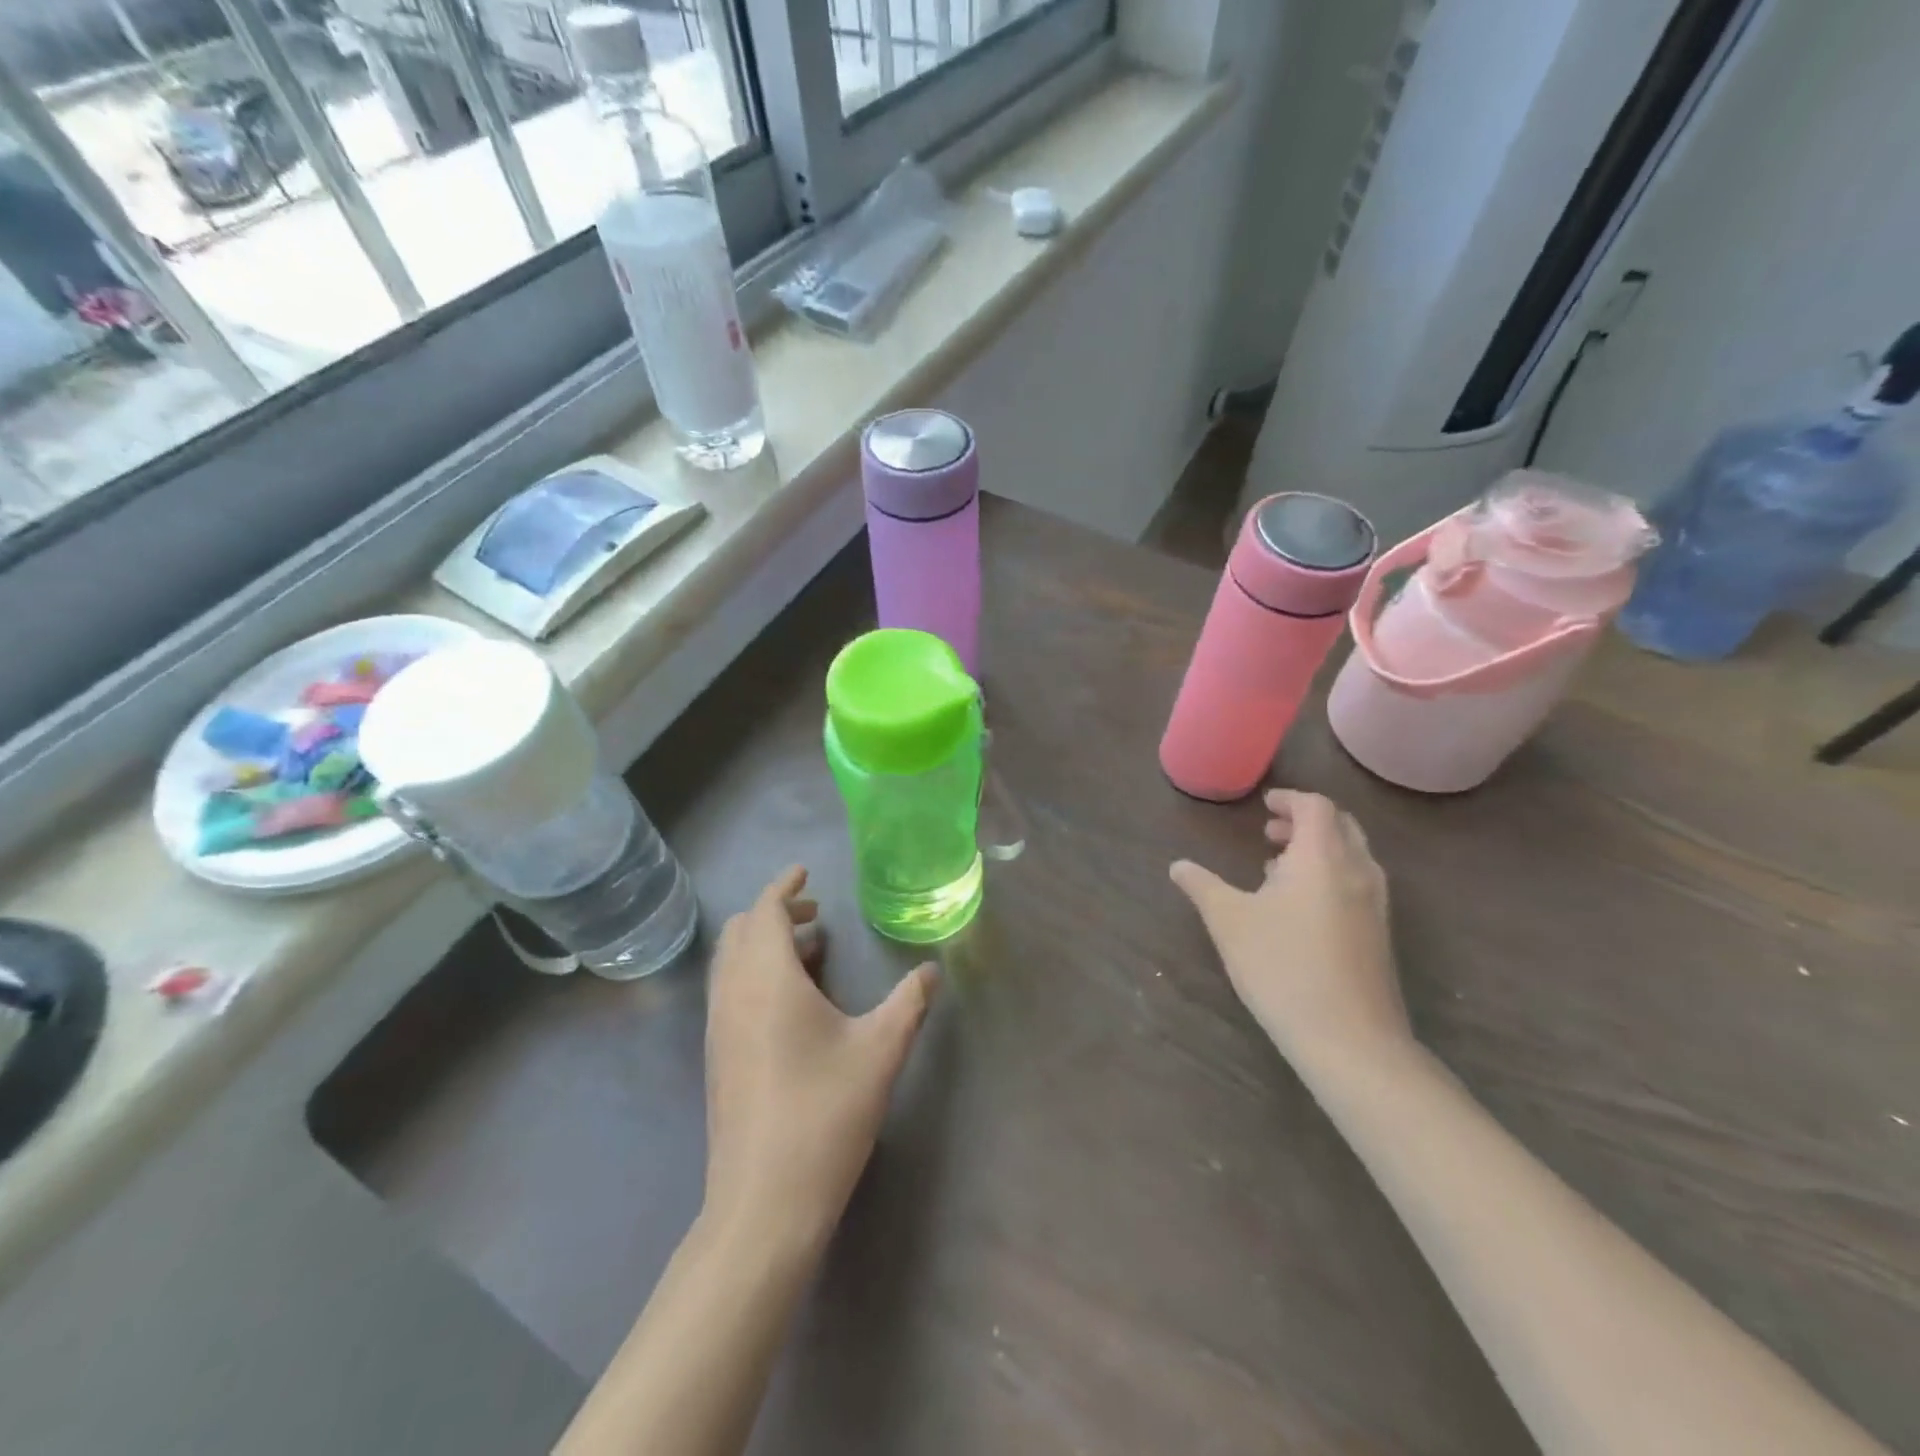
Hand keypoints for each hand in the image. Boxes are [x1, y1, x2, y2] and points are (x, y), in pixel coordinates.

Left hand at [703, 866, 937, 1254]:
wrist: (764, 1203)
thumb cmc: (824, 1114)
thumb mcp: (880, 1051)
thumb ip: (909, 1002)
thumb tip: (933, 968)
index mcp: (767, 980)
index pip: (764, 912)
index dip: (784, 887)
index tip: (805, 872)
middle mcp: (733, 995)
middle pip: (741, 932)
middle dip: (775, 913)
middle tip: (817, 914)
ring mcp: (718, 1028)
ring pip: (731, 962)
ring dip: (764, 944)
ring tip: (812, 951)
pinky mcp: (717, 1058)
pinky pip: (730, 990)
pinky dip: (755, 973)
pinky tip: (794, 1002)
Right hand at [1170, 790, 1410, 1077]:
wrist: (1350, 1040)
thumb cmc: (1283, 967)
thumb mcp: (1229, 922)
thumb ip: (1202, 886)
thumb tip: (1177, 865)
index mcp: (1323, 858)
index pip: (1317, 807)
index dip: (1290, 800)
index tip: (1264, 806)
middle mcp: (1357, 872)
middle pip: (1341, 826)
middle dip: (1305, 821)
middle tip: (1269, 831)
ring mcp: (1375, 905)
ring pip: (1352, 856)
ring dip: (1318, 849)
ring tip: (1277, 867)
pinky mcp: (1379, 934)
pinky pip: (1357, 883)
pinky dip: (1330, 875)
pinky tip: (1299, 908)